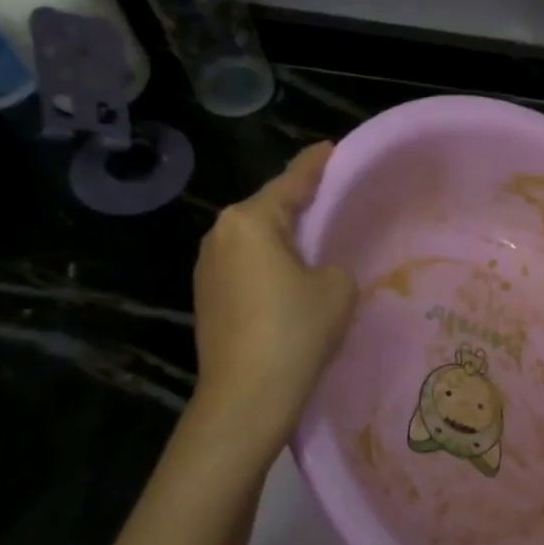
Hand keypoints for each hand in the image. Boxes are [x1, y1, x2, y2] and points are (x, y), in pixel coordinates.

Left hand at [190, 144, 354, 439]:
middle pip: (268, 209)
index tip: (332, 148)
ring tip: (316, 241)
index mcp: (250, 221)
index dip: (316, 165)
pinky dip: (270, 265)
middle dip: (299, 204)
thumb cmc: (296, 330)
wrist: (247, 395)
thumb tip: (316, 270)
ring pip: (255, 240)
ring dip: (283, 238)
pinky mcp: (207, 298)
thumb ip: (332, 263)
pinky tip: (291, 279)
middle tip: (332, 199)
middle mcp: (220, 235)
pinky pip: (246, 266)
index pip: (291, 182)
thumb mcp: (336, 287)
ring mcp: (207, 268)